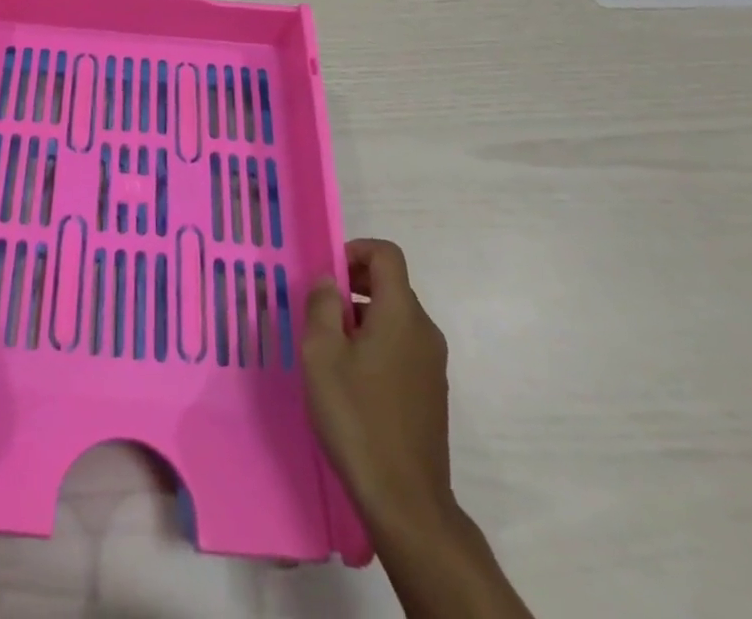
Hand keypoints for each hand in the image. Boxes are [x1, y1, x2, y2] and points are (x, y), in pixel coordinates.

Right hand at [302, 238, 453, 529]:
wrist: (405, 501)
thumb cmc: (357, 416)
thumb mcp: (322, 353)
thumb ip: (321, 305)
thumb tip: (328, 280)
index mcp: (402, 313)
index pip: (386, 254)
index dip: (355, 250)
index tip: (327, 274)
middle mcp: (424, 331)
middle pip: (391, 284)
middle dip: (353, 284)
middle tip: (319, 309)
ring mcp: (432, 364)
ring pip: (395, 317)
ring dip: (362, 316)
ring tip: (329, 347)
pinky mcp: (431, 392)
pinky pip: (402, 346)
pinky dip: (376, 343)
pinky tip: (351, 379)